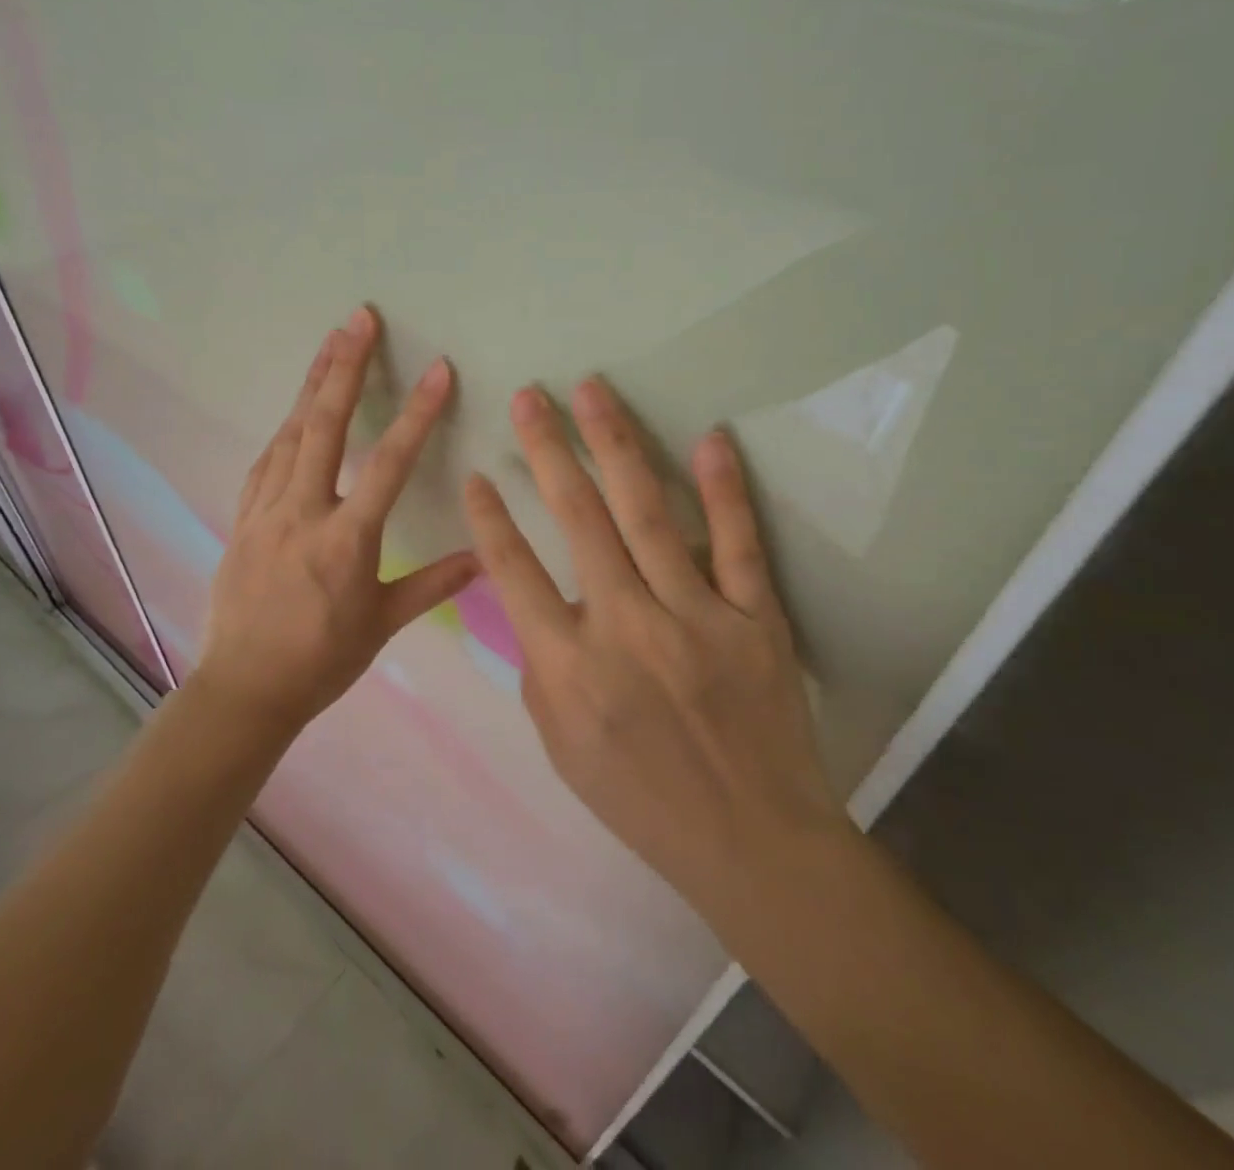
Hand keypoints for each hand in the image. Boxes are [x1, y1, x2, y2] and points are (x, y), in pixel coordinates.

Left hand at [196, 307, 478, 736]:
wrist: (243, 690)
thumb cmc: (320, 661)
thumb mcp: (382, 625)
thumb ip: (432, 584)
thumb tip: (484, 557)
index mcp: (345, 540)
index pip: (389, 464)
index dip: (417, 414)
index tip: (438, 371)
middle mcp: (301, 513)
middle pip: (324, 427)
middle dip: (344, 369)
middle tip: (358, 319)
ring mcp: (265, 512)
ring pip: (289, 435)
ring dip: (312, 386)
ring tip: (330, 344)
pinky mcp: (241, 520)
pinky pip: (265, 463)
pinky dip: (284, 430)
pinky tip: (294, 414)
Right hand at [461, 378, 846, 920]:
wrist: (751, 841)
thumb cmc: (641, 799)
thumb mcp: (561, 746)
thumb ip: (540, 667)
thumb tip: (529, 600)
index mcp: (570, 668)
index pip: (514, 572)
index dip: (490, 516)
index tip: (478, 470)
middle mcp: (627, 629)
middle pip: (578, 520)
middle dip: (547, 450)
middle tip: (529, 396)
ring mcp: (696, 618)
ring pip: (648, 514)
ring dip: (615, 444)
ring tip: (592, 391)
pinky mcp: (755, 618)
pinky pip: (738, 543)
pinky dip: (723, 489)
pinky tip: (708, 438)